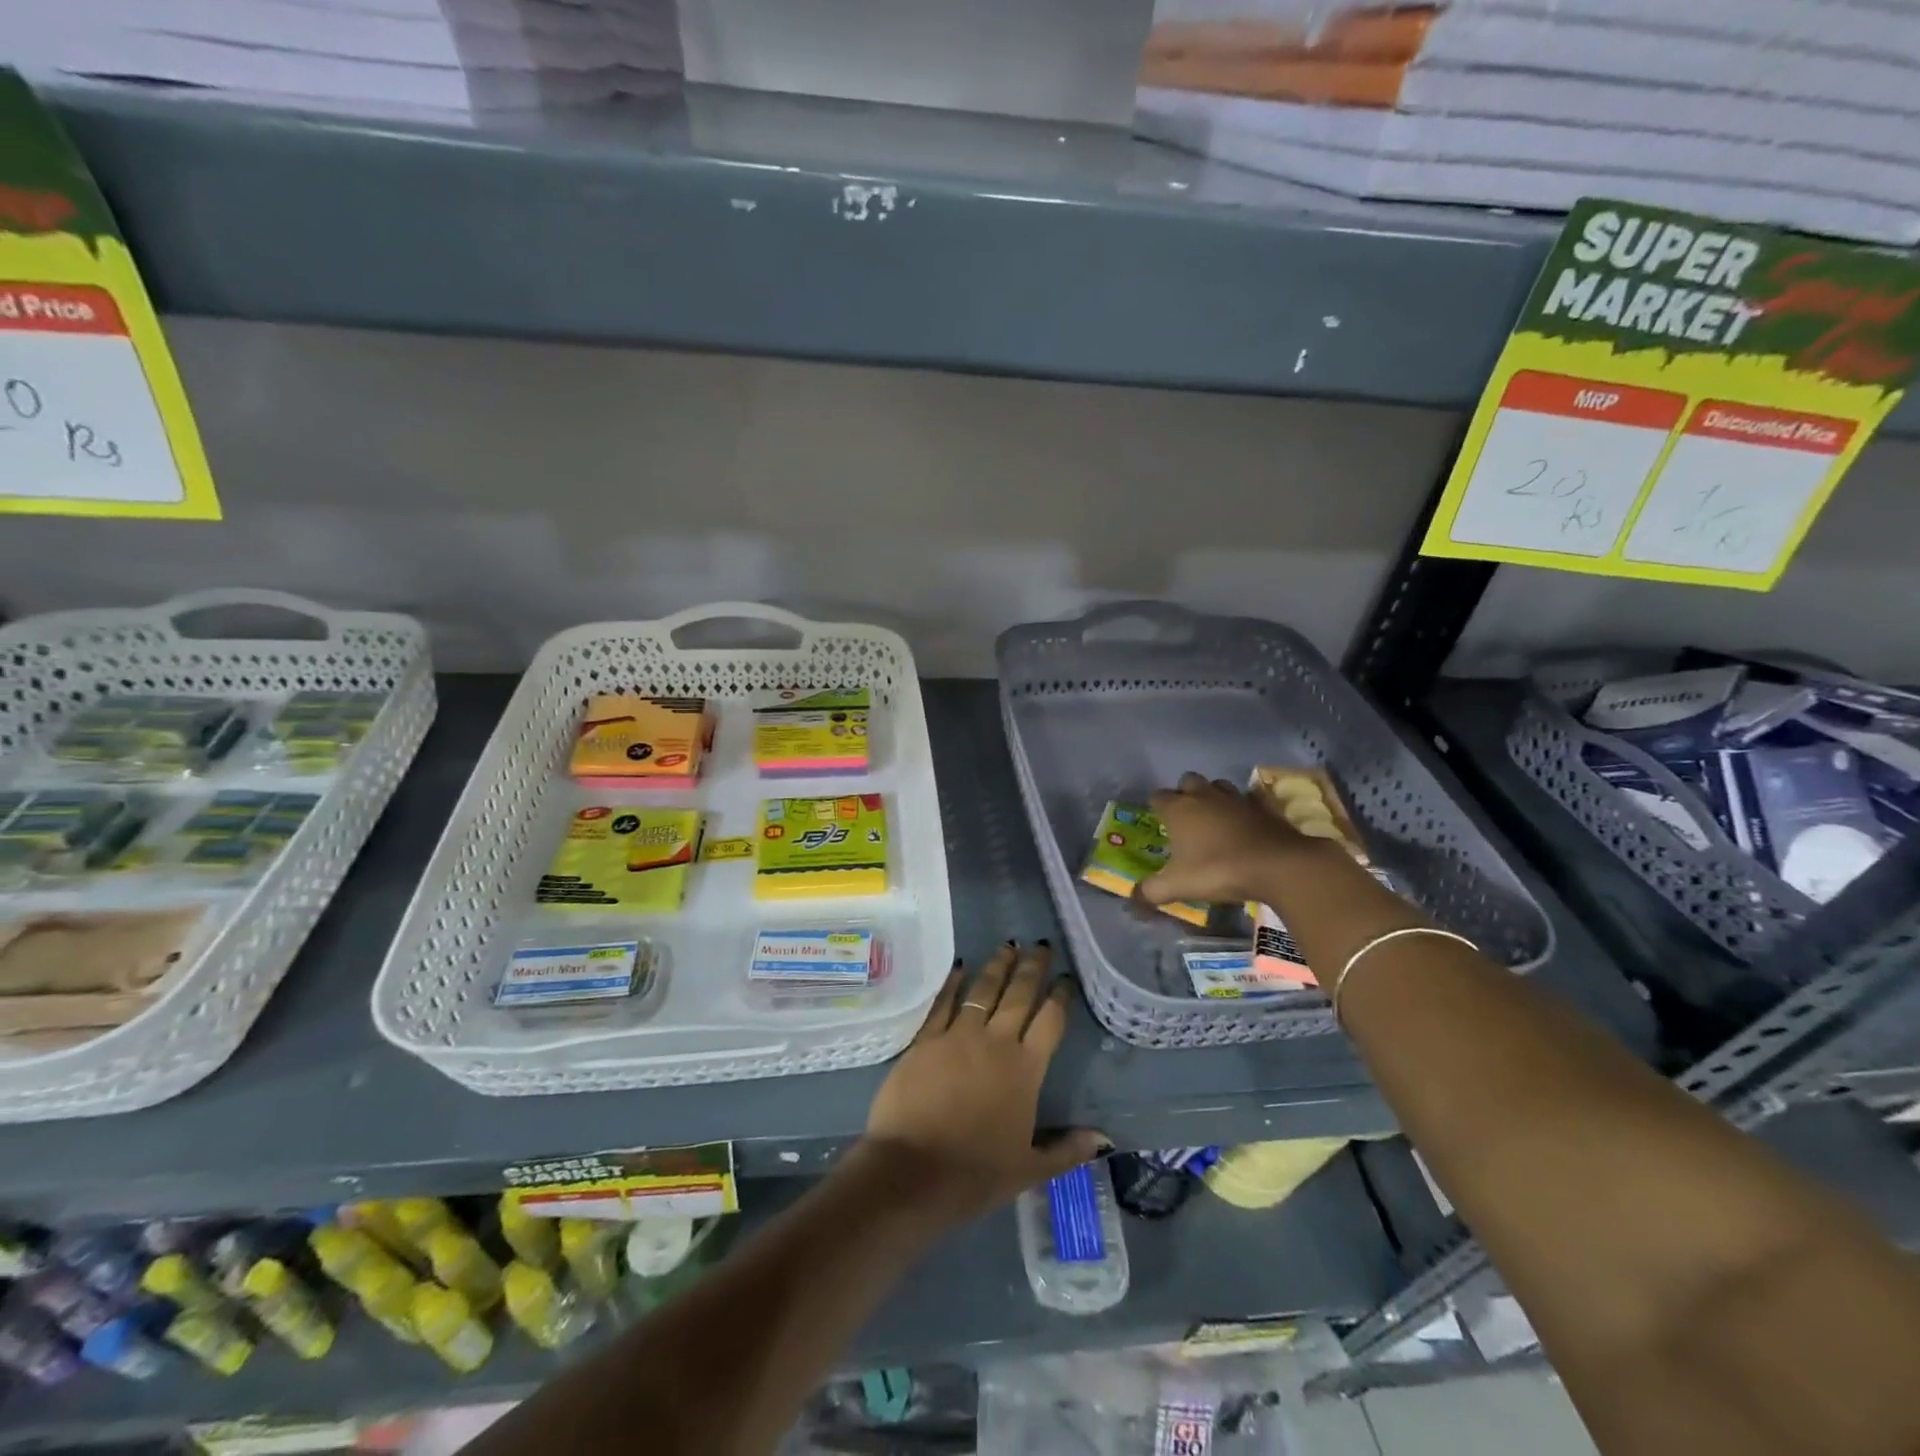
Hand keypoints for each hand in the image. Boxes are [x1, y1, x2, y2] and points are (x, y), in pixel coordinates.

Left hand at [862, 942, 1106, 1229]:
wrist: (912, 1172)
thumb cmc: (975, 1174)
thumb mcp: (1029, 1169)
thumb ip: (1068, 1150)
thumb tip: (1106, 1139)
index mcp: (1025, 1070)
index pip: (1050, 1022)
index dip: (1060, 997)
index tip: (1066, 978)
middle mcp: (995, 1042)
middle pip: (1019, 995)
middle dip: (1032, 968)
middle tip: (1041, 945)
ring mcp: (957, 1035)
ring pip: (983, 989)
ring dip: (997, 965)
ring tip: (1008, 945)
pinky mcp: (926, 1039)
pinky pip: (943, 1002)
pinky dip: (953, 982)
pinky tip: (960, 966)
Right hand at [1138, 771, 1321, 908]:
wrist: (1277, 865)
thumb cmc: (1218, 870)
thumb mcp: (1178, 886)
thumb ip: (1151, 891)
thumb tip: (1133, 899)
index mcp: (1179, 809)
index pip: (1157, 796)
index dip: (1155, 807)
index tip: (1157, 821)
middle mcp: (1204, 796)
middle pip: (1187, 781)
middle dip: (1184, 793)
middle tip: (1185, 818)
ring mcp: (1235, 798)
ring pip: (1217, 785)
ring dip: (1213, 796)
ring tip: (1213, 818)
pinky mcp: (1262, 806)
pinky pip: (1246, 799)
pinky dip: (1241, 808)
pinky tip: (1243, 825)